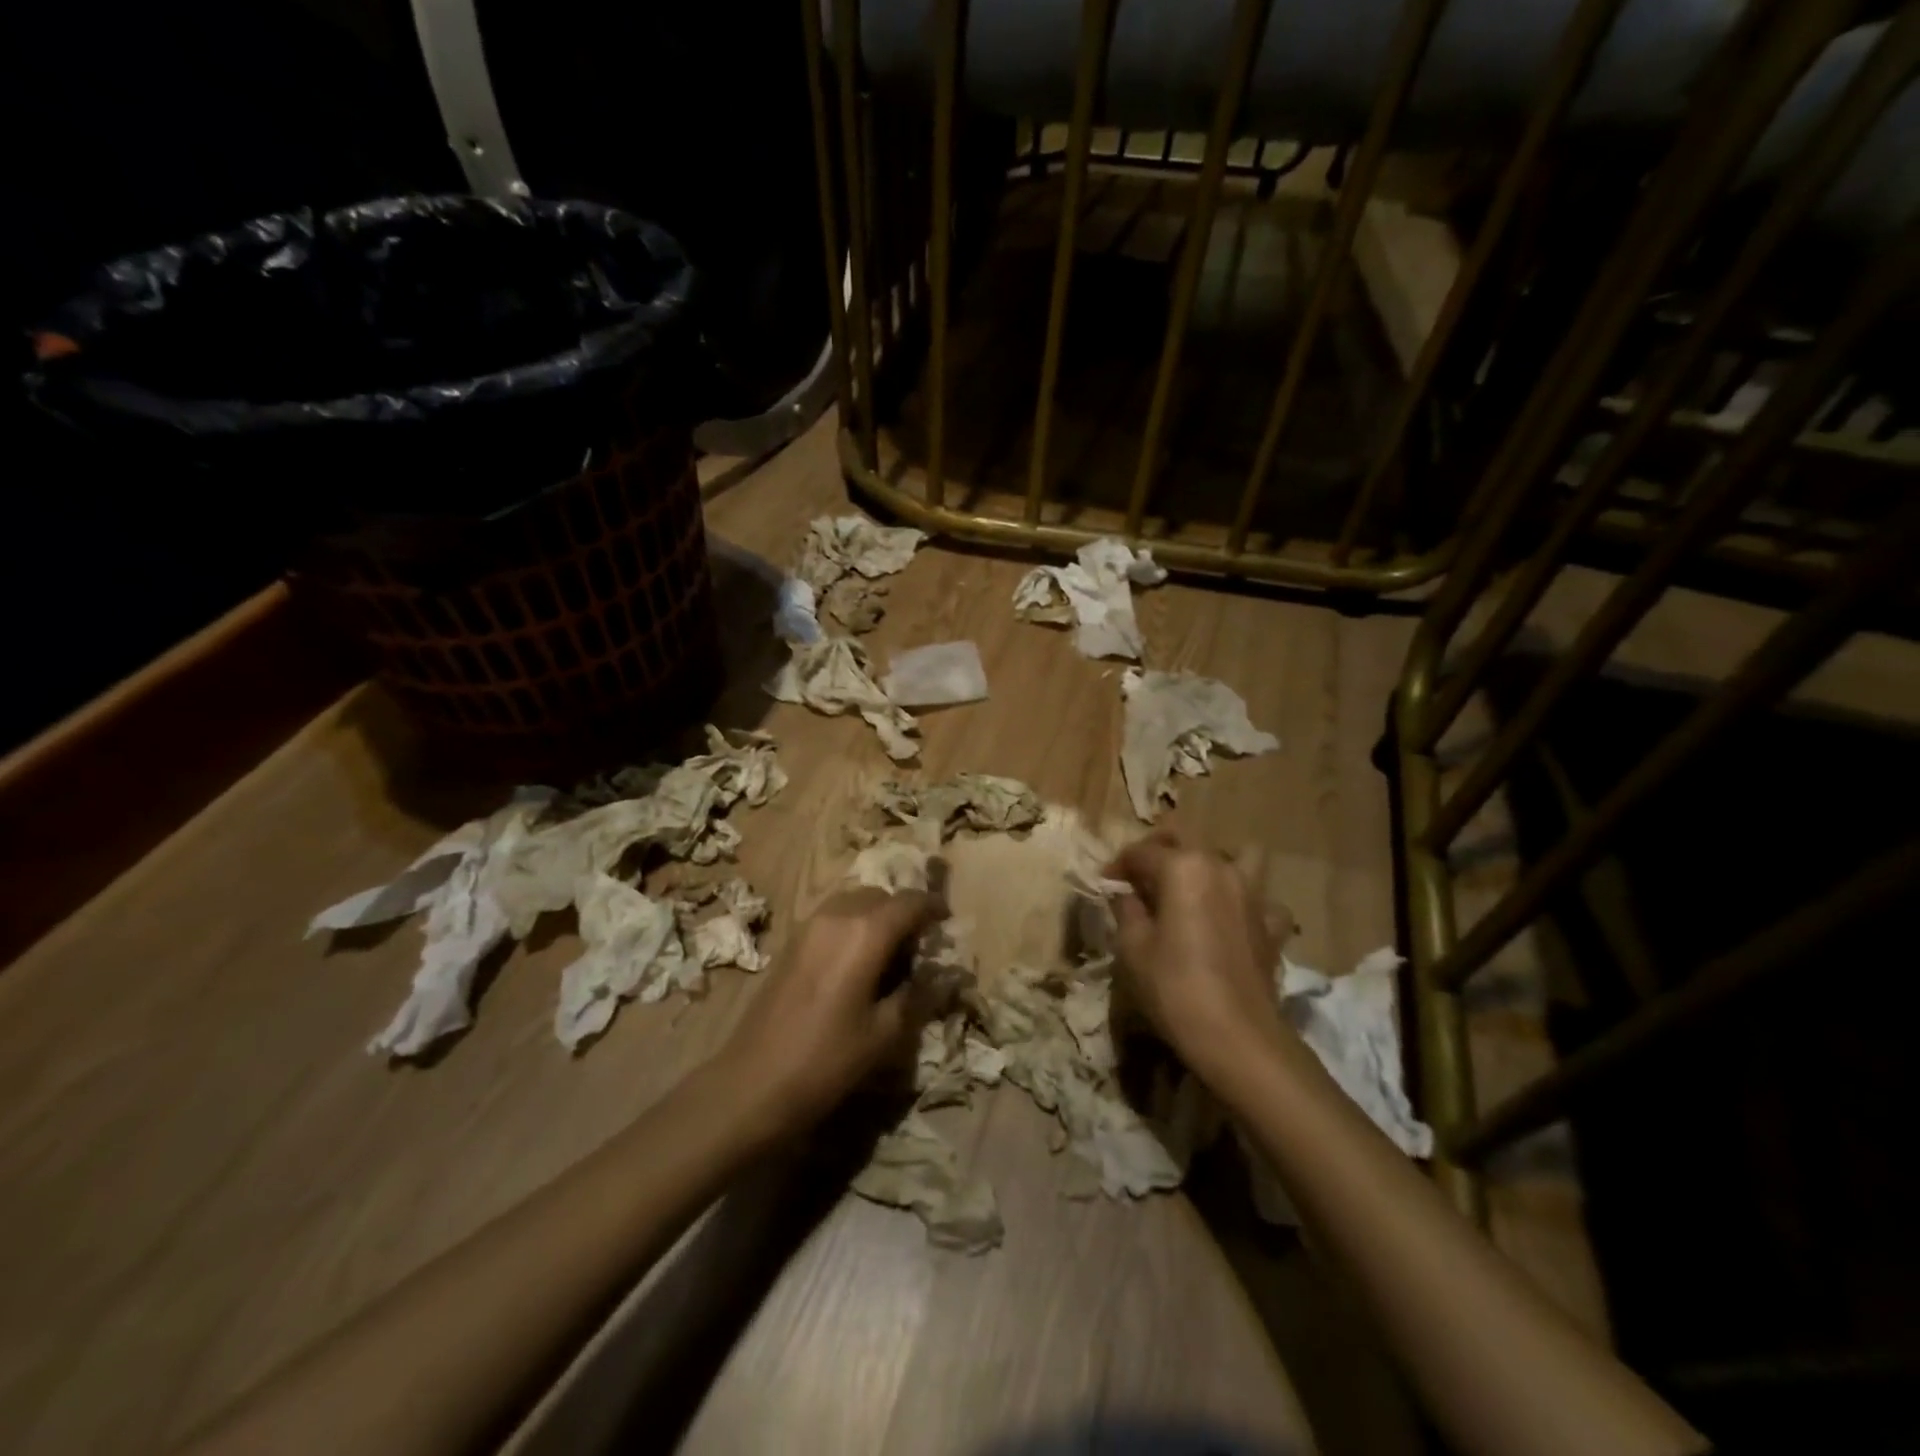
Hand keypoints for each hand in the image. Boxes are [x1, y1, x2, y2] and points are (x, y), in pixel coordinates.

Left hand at [717, 888, 942, 1141]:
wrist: (752, 1083)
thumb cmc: (827, 1060)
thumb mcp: (885, 1034)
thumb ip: (918, 994)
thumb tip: (942, 973)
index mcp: (866, 932)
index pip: (910, 902)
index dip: (933, 908)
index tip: (948, 923)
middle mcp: (837, 916)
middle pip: (880, 895)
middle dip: (904, 912)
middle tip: (919, 947)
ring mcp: (809, 926)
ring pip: (854, 901)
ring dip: (876, 916)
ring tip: (889, 954)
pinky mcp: (791, 941)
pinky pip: (833, 916)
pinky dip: (853, 925)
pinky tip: (857, 963)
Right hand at [1108, 830, 1291, 1092]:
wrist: (1237, 1037)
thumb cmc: (1174, 987)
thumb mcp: (1132, 947)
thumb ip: (1126, 909)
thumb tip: (1125, 893)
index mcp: (1183, 867)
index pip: (1141, 852)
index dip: (1117, 866)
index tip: (1104, 885)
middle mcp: (1220, 867)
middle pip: (1185, 840)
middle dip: (1158, 852)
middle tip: (1139, 878)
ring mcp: (1253, 894)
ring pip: (1234, 857)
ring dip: (1210, 865)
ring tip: (1192, 887)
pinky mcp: (1272, 924)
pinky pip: (1259, 900)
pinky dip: (1244, 904)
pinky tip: (1231, 922)